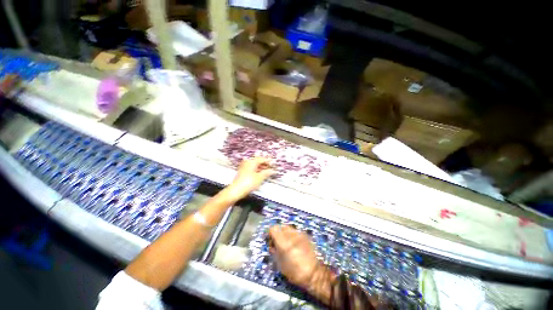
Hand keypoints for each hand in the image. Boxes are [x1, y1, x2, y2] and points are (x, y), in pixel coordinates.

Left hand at [226, 157, 274, 200]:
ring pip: (254, 165)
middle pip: (258, 161)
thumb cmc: (249, 182)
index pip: (262, 159)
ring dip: (261, 167)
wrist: (236, 191)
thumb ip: (267, 173)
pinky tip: (260, 174)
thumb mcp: (260, 177)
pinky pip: (251, 168)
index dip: (269, 161)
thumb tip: (273, 170)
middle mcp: (247, 162)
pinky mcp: (242, 172)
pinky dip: (257, 170)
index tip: (275, 163)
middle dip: (265, 164)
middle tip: (272, 167)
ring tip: (267, 171)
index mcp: (252, 161)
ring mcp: (244, 167)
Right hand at [268, 225, 327, 288]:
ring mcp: (299, 233)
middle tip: (278, 242)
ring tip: (287, 243)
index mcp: (283, 241)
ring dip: (285, 233)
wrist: (314, 273)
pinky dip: (293, 236)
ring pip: (289, 228)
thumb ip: (274, 251)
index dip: (270, 233)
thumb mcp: (279, 264)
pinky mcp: (305, 235)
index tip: (270, 240)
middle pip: (281, 226)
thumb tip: (272, 245)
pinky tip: (295, 245)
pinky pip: (296, 232)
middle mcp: (291, 234)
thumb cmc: (294, 271)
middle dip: (278, 232)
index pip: (273, 228)